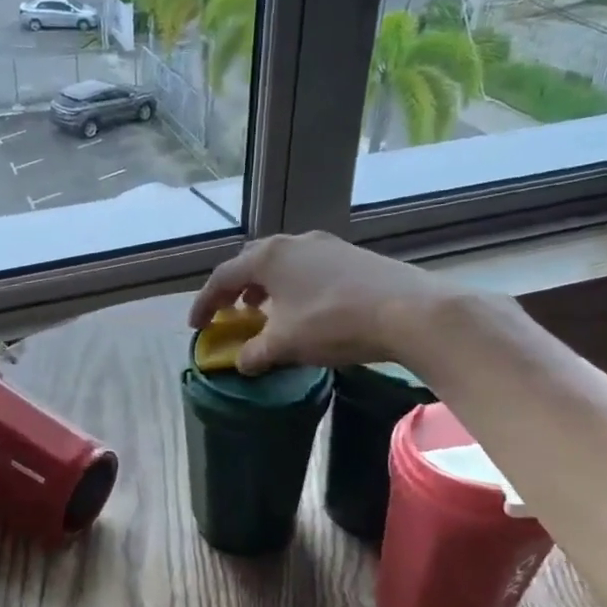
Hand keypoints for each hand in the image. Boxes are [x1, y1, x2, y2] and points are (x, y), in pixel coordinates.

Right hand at [189, 232, 466, 373]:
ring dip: (266, 287)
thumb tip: (242, 363)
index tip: (197, 326)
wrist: (409, 310)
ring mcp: (325, 245)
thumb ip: (255, 353)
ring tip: (266, 311)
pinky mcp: (351, 255)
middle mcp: (292, 243)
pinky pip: (308, 267)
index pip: (222, 278)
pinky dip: (294, 286)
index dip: (205, 303)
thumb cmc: (333, 323)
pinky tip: (305, 308)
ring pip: (282, 263)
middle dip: (236, 289)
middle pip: (251, 262)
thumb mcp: (286, 345)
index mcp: (268, 258)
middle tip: (231, 312)